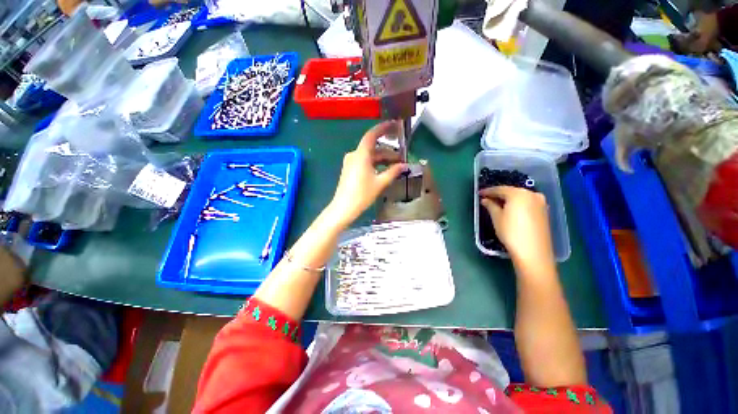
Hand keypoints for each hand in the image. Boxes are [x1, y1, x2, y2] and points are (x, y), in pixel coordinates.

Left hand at [328, 122, 405, 227]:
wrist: (344, 208)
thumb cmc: (362, 194)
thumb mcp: (380, 183)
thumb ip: (393, 172)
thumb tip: (404, 165)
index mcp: (361, 154)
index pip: (372, 135)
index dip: (383, 128)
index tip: (393, 125)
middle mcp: (354, 155)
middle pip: (373, 148)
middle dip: (388, 152)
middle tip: (401, 158)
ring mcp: (351, 162)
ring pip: (369, 156)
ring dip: (382, 159)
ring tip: (395, 166)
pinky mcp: (350, 169)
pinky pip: (364, 162)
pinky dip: (375, 164)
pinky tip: (384, 170)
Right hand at [479, 186, 554, 263]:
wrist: (533, 252)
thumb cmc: (511, 232)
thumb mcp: (496, 217)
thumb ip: (490, 205)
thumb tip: (485, 200)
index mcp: (518, 193)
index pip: (499, 189)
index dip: (488, 191)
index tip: (479, 193)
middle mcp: (532, 194)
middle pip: (511, 191)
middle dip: (499, 194)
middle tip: (487, 198)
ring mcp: (540, 203)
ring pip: (520, 197)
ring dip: (508, 199)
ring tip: (497, 204)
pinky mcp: (544, 211)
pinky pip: (527, 203)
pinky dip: (517, 204)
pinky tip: (510, 210)